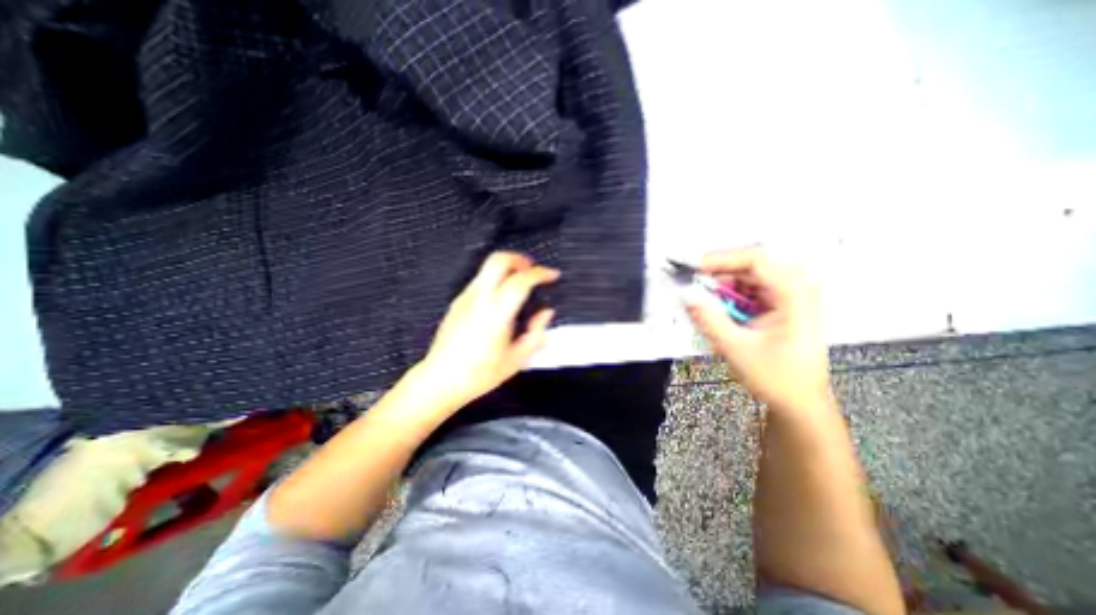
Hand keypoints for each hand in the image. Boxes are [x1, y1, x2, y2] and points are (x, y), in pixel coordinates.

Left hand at [416, 251, 559, 408]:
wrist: (440, 380)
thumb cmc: (480, 374)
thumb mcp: (517, 360)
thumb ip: (536, 334)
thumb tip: (546, 313)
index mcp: (496, 313)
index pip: (521, 281)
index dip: (540, 273)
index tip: (553, 275)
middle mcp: (479, 299)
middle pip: (498, 260)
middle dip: (519, 259)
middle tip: (532, 270)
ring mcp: (465, 298)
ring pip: (487, 268)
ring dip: (507, 269)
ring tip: (520, 284)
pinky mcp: (456, 302)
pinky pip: (479, 281)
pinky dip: (495, 279)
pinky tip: (501, 299)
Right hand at [684, 248, 831, 414]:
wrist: (800, 403)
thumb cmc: (776, 378)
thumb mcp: (736, 348)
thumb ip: (708, 319)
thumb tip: (685, 296)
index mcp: (794, 294)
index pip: (756, 259)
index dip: (721, 259)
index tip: (692, 268)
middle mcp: (796, 289)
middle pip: (751, 266)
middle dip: (719, 274)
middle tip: (693, 285)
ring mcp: (790, 297)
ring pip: (748, 278)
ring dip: (723, 287)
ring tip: (705, 303)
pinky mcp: (781, 306)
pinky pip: (750, 291)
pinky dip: (730, 298)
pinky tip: (720, 311)